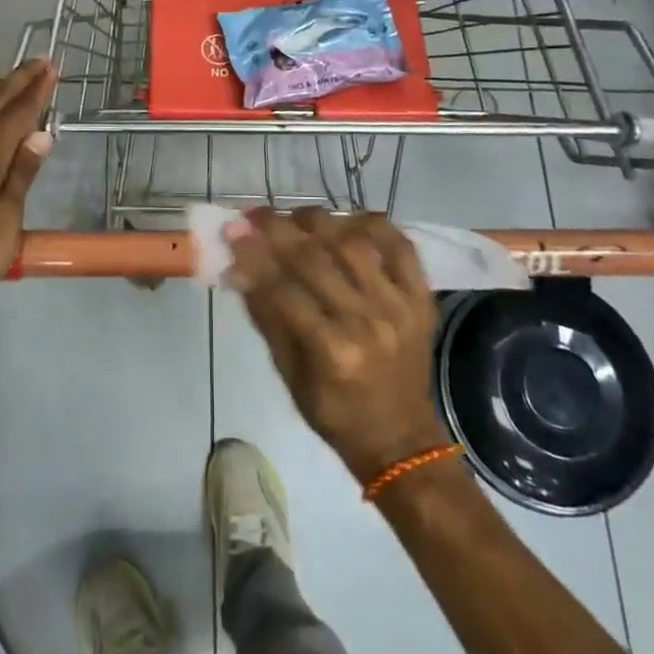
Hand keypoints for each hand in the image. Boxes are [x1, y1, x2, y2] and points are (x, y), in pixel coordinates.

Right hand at [227, 209, 451, 482]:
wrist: (401, 439)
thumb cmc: (334, 413)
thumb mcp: (289, 374)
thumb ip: (266, 316)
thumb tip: (238, 267)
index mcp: (332, 352)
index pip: (283, 289)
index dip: (253, 256)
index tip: (232, 230)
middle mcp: (368, 323)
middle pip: (316, 259)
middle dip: (278, 230)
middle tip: (255, 215)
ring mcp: (400, 307)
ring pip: (355, 244)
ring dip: (320, 222)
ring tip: (296, 217)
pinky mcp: (422, 299)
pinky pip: (401, 246)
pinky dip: (374, 225)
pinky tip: (348, 221)